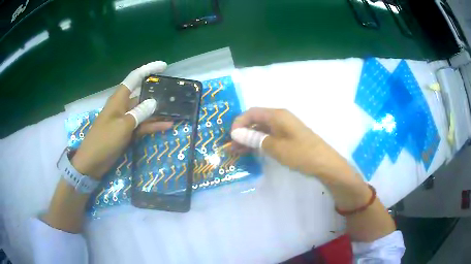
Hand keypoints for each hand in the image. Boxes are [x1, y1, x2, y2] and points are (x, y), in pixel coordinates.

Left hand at [71, 61, 172, 178]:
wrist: (93, 162)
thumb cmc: (104, 140)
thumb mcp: (122, 126)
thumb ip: (139, 113)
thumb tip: (154, 102)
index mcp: (119, 99)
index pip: (135, 78)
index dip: (149, 70)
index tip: (164, 66)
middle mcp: (123, 106)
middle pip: (142, 94)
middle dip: (157, 92)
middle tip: (174, 92)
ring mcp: (126, 120)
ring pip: (144, 111)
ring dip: (157, 112)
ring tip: (175, 110)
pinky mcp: (127, 132)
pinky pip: (142, 126)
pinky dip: (153, 126)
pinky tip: (167, 125)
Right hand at [230, 108, 354, 180]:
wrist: (324, 163)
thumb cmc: (300, 153)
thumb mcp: (274, 147)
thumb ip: (254, 138)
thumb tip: (236, 133)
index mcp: (277, 115)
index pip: (252, 112)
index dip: (239, 122)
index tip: (231, 137)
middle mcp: (280, 118)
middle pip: (256, 120)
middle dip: (242, 132)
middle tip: (232, 147)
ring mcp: (285, 128)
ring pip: (262, 129)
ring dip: (249, 139)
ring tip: (238, 152)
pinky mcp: (288, 137)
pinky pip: (269, 136)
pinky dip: (259, 143)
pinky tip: (252, 152)